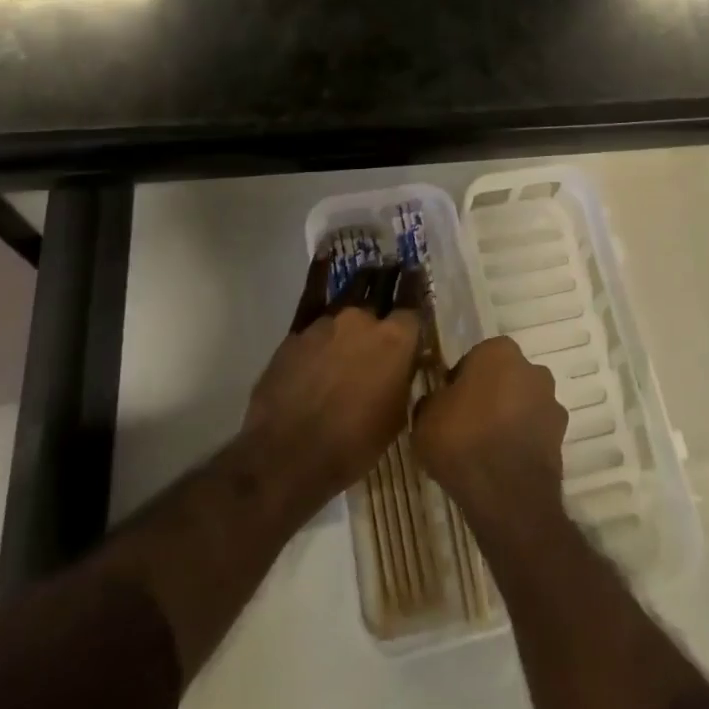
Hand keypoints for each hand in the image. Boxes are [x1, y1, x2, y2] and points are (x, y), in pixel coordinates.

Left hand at [242, 258, 422, 517]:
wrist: (291, 453)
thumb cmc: (354, 444)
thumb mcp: (396, 416)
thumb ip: (403, 377)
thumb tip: (407, 359)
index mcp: (398, 340)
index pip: (413, 303)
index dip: (416, 287)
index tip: (418, 274)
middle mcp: (367, 320)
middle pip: (384, 287)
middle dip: (393, 275)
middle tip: (398, 266)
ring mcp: (331, 320)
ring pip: (354, 287)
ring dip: (366, 277)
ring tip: (372, 269)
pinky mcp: (300, 328)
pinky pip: (313, 292)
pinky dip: (320, 272)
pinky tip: (325, 256)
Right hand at [415, 336, 567, 524]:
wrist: (507, 493)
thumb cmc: (462, 440)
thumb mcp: (424, 418)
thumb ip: (432, 401)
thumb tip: (437, 401)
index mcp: (499, 351)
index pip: (475, 358)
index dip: (460, 381)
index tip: (448, 404)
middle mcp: (532, 368)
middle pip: (504, 378)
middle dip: (489, 395)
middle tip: (466, 425)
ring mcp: (551, 402)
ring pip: (522, 404)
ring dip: (508, 418)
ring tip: (485, 449)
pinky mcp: (561, 436)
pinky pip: (533, 431)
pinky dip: (521, 441)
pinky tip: (502, 463)